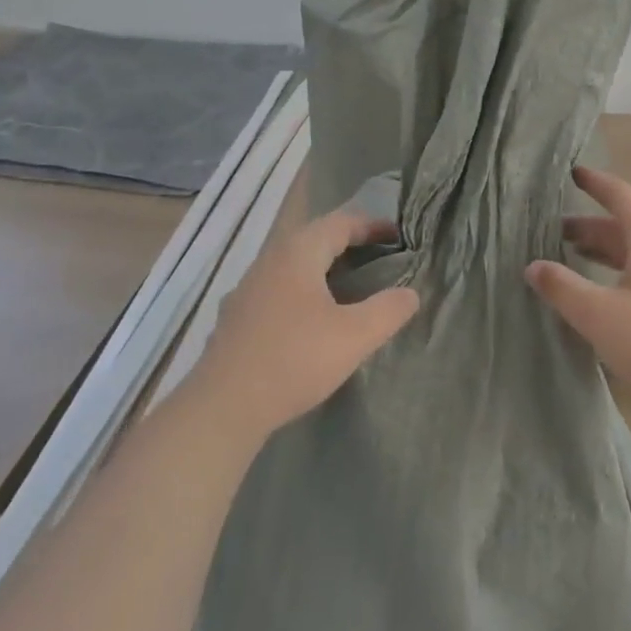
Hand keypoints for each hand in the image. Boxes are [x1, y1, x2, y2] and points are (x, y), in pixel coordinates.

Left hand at [193, 210, 419, 440]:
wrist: (221, 409)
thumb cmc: (293, 360)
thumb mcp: (353, 337)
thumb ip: (388, 311)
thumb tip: (410, 294)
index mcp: (298, 252)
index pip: (341, 221)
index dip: (372, 225)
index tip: (399, 236)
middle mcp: (270, 259)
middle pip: (316, 237)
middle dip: (350, 243)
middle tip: (380, 258)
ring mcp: (248, 287)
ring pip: (295, 263)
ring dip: (325, 266)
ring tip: (350, 286)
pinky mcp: (236, 316)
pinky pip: (279, 287)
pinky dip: (303, 289)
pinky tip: (311, 318)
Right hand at [526, 167, 630, 435]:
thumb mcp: (599, 314)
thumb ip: (562, 287)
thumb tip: (533, 266)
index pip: (620, 196)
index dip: (595, 183)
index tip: (572, 173)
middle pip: (623, 226)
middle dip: (588, 225)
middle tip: (552, 231)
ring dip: (601, 250)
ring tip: (569, 257)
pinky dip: (614, 273)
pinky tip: (597, 296)